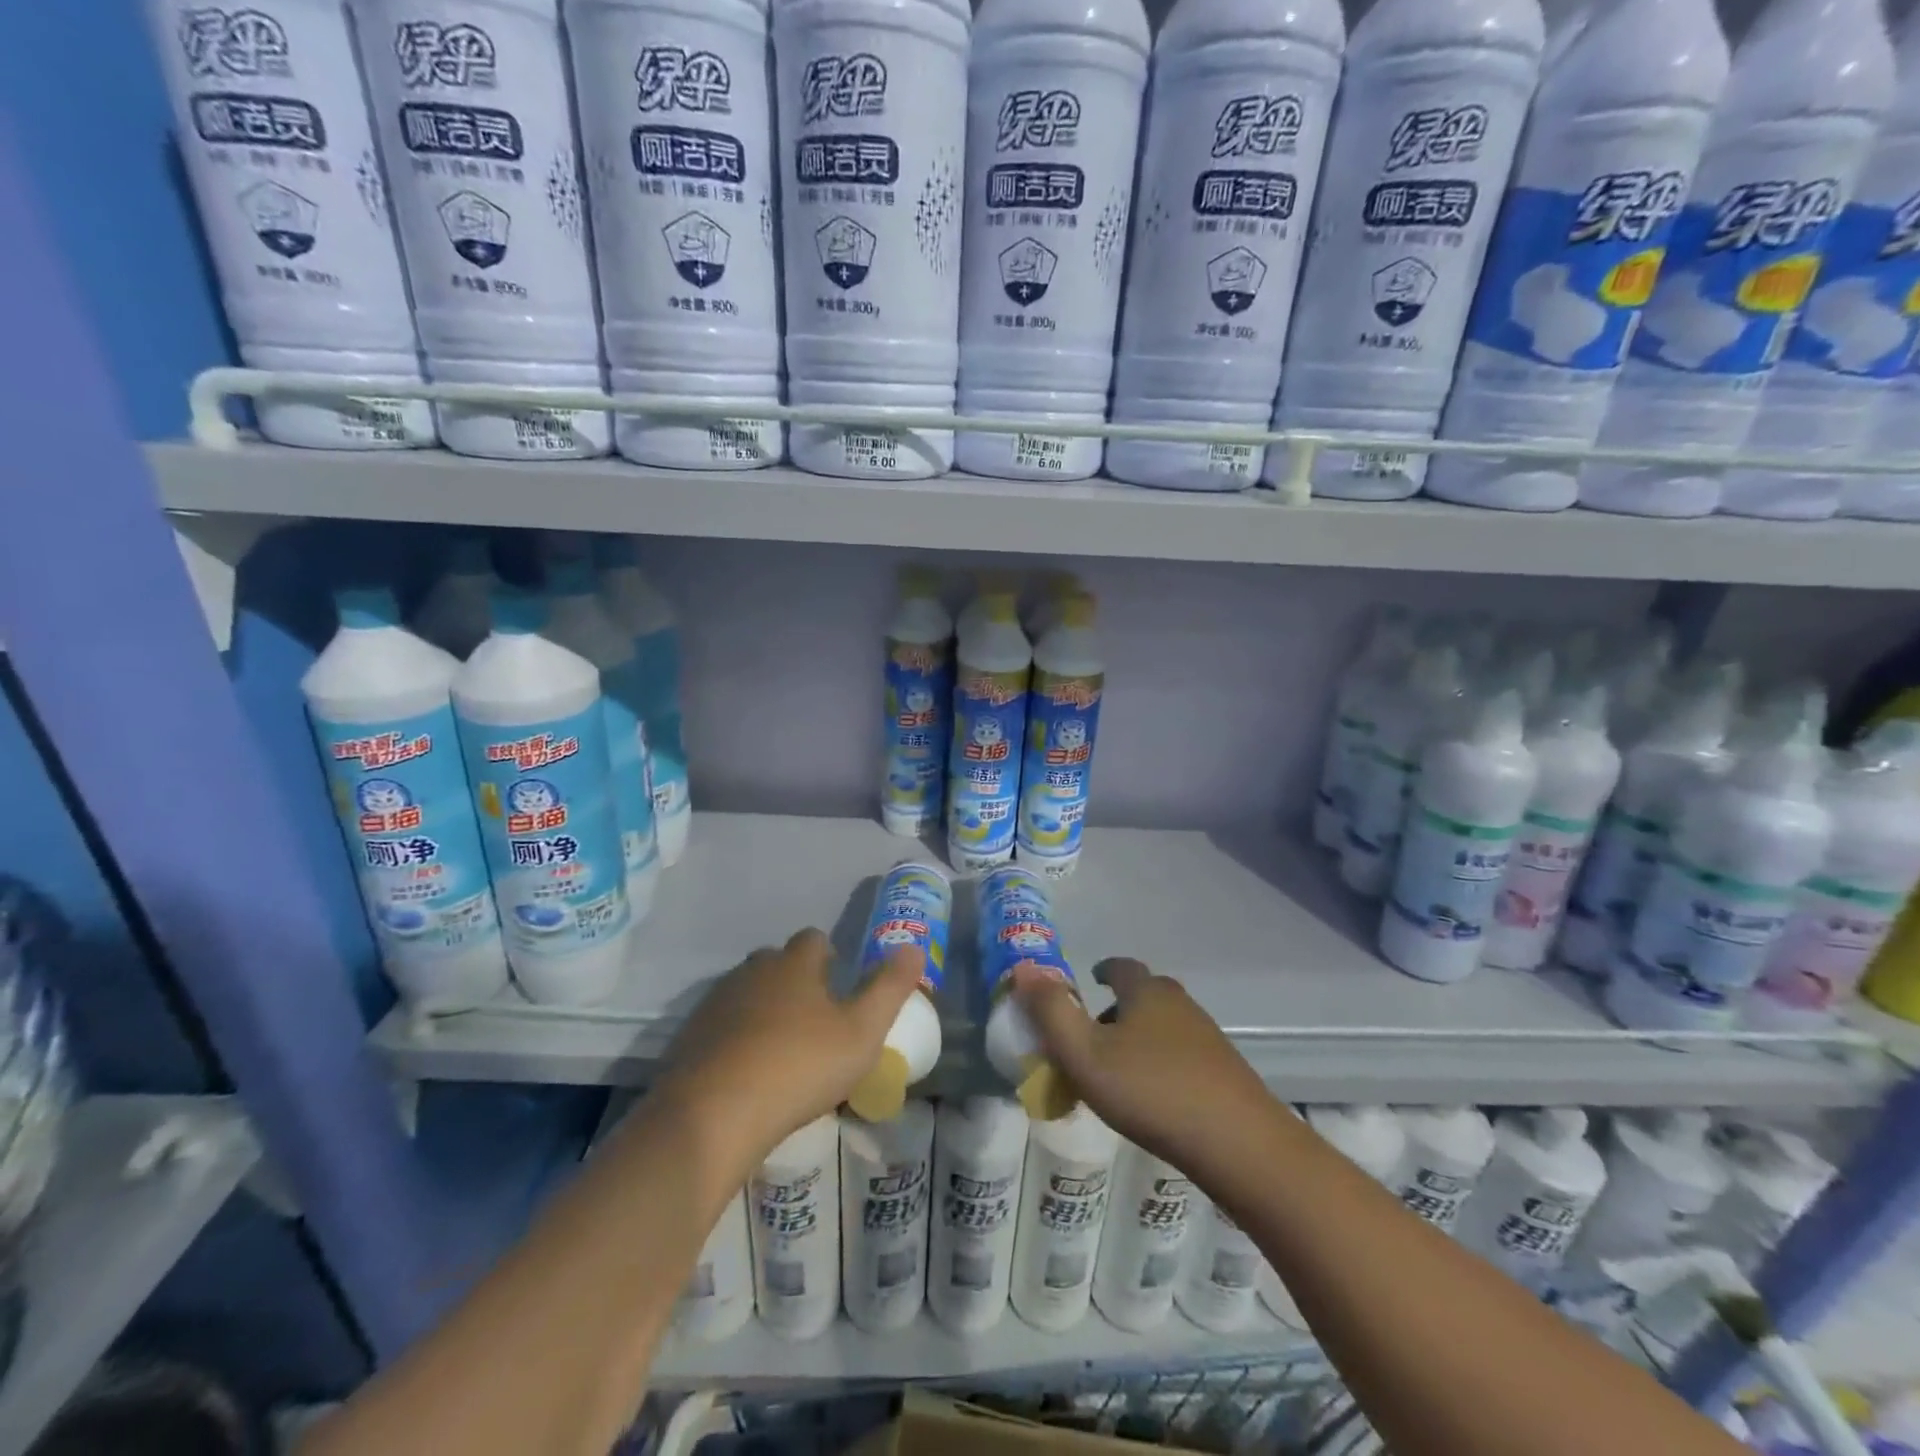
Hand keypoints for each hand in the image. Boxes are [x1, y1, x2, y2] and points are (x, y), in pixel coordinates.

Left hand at [654, 928, 923, 1177]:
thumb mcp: (862, 1032)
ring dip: (764, 1009)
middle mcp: (753, 971)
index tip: (839, 984)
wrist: (711, 1115)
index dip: (829, 957)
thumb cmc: (799, 1067)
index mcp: (794, 964)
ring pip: (747, 992)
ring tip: (782, 1049)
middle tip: (814, 1019)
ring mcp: (716, 1002)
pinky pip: (721, 1025)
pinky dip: (736, 1038)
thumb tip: (913, 948)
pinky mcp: (690, 1036)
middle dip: (795, 980)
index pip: (814, 939)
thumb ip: (890, 988)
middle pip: (777, 962)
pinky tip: (747, 1072)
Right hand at [1014, 957, 1274, 1177]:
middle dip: (1118, 1009)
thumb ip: (1050, 1012)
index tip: (1091, 982)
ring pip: (1164, 1026)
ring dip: (1140, 1039)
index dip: (1103, 971)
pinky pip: (1183, 1056)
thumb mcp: (1084, 1054)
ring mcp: (1208, 1038)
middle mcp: (1180, 1004)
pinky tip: (1154, 1098)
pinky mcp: (1225, 1072)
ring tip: (1118, 1073)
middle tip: (1093, 1037)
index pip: (1121, 967)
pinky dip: (1162, 1064)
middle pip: (1144, 995)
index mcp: (1146, 992)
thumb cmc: (1151, 1091)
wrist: (1240, 1145)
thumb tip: (1023, 967)